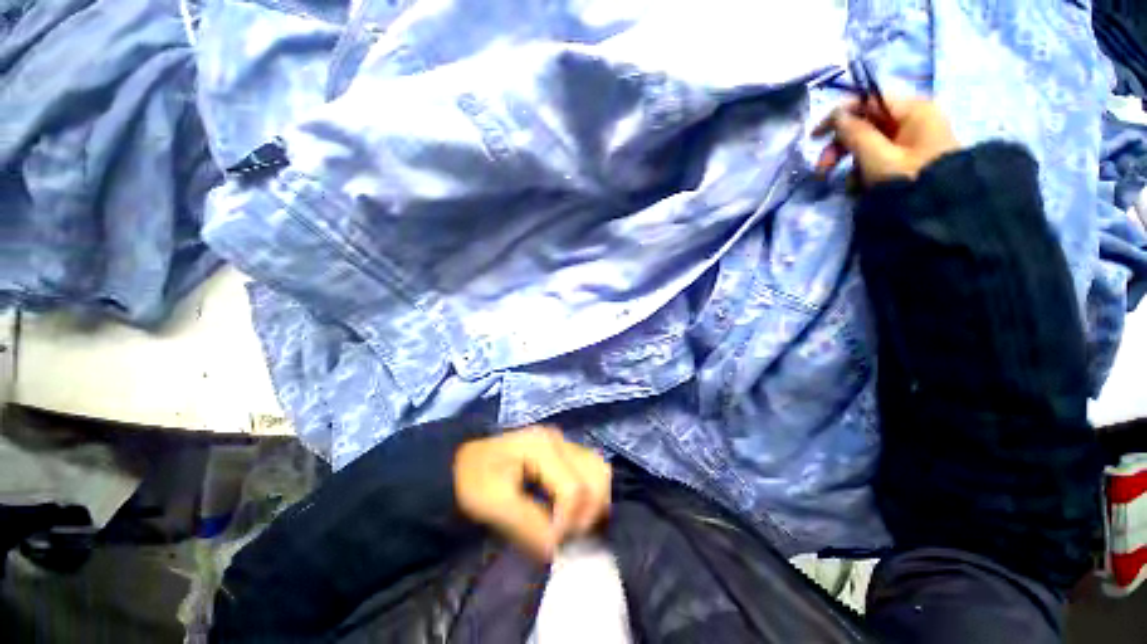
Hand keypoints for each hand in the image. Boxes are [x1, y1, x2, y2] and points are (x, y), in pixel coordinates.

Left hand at [453, 425, 611, 560]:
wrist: (462, 464)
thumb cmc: (472, 481)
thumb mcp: (491, 504)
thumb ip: (527, 525)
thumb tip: (557, 549)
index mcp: (541, 446)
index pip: (574, 489)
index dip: (567, 523)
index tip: (551, 546)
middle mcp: (559, 440)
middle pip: (597, 475)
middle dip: (589, 512)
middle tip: (568, 536)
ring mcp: (563, 443)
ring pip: (599, 470)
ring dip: (595, 502)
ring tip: (575, 525)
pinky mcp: (564, 452)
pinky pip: (591, 471)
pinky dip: (591, 494)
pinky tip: (576, 512)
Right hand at [814, 97, 958, 185]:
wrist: (945, 211)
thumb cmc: (911, 180)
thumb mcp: (878, 157)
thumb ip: (855, 134)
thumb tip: (836, 116)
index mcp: (912, 110)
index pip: (869, 99)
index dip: (840, 114)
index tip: (815, 137)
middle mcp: (913, 118)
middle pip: (866, 123)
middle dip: (841, 145)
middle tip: (822, 169)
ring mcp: (912, 139)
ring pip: (869, 142)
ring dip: (849, 162)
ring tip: (846, 186)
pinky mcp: (909, 157)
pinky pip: (878, 156)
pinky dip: (863, 170)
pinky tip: (858, 187)